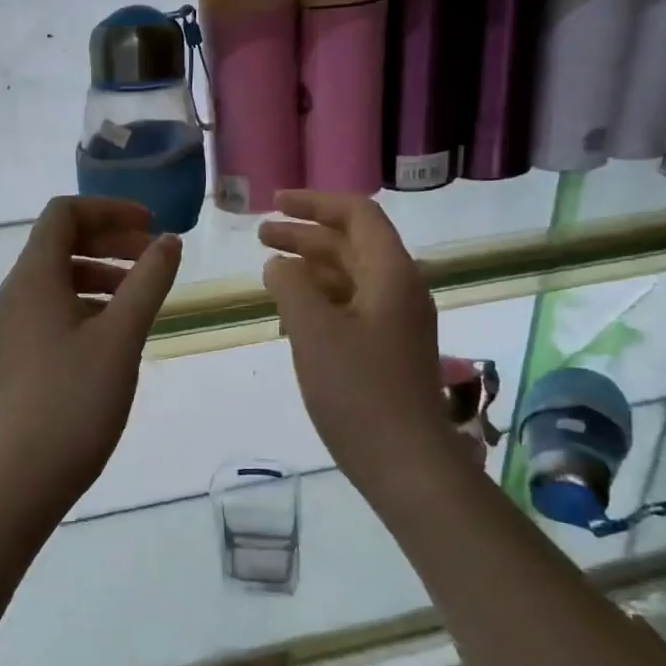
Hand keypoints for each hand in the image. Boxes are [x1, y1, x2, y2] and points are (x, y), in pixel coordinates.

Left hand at [0, 197, 181, 499]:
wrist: (29, 469)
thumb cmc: (78, 398)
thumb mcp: (122, 335)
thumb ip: (148, 281)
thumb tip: (170, 242)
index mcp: (34, 276)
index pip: (64, 214)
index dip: (109, 210)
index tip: (151, 226)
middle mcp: (17, 290)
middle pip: (61, 241)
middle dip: (110, 239)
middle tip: (154, 255)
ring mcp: (16, 321)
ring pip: (60, 275)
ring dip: (103, 271)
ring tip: (143, 291)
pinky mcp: (23, 348)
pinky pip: (56, 305)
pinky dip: (90, 301)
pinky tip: (120, 325)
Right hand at [259, 191, 457, 490]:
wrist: (405, 462)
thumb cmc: (358, 392)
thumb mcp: (313, 332)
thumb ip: (291, 287)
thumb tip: (278, 264)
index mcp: (391, 275)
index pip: (358, 216)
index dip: (315, 203)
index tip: (276, 202)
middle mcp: (399, 290)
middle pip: (352, 244)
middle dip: (306, 234)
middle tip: (260, 234)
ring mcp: (395, 322)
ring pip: (350, 277)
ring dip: (311, 265)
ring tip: (269, 266)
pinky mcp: (386, 349)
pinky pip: (351, 306)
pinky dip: (320, 297)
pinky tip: (292, 308)